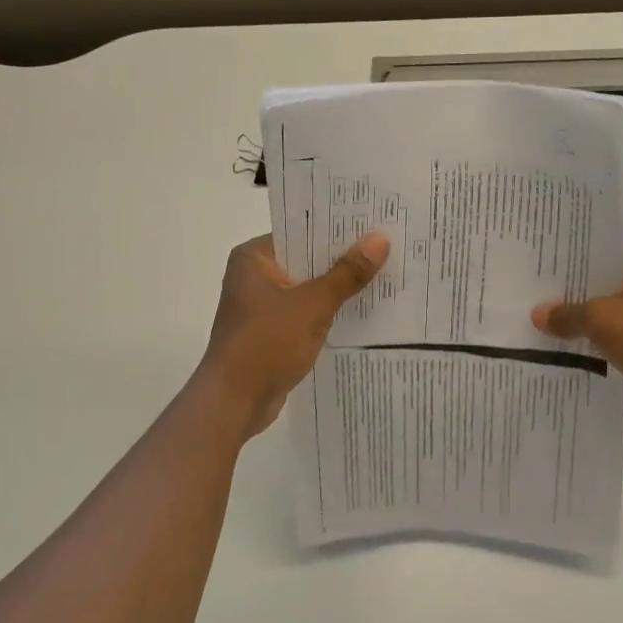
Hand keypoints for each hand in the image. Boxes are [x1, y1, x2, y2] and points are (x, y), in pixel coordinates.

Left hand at [197, 232, 389, 439]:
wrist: (235, 401)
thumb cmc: (267, 343)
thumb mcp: (313, 304)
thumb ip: (347, 273)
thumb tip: (380, 239)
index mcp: (254, 257)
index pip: (301, 230)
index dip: (337, 228)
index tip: (373, 221)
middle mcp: (255, 275)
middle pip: (307, 258)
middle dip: (344, 258)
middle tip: (387, 245)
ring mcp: (262, 305)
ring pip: (309, 287)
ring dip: (339, 286)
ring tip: (384, 273)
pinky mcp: (272, 331)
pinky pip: (307, 312)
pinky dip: (329, 311)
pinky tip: (363, 309)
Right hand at [532, 246, 622, 426]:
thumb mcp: (606, 319)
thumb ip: (569, 314)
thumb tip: (538, 314)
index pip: (601, 252)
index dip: (568, 259)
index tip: (534, 265)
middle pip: (601, 285)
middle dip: (568, 294)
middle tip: (524, 296)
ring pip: (606, 316)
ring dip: (579, 324)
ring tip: (534, 324)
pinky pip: (614, 342)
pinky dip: (593, 346)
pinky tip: (560, 352)